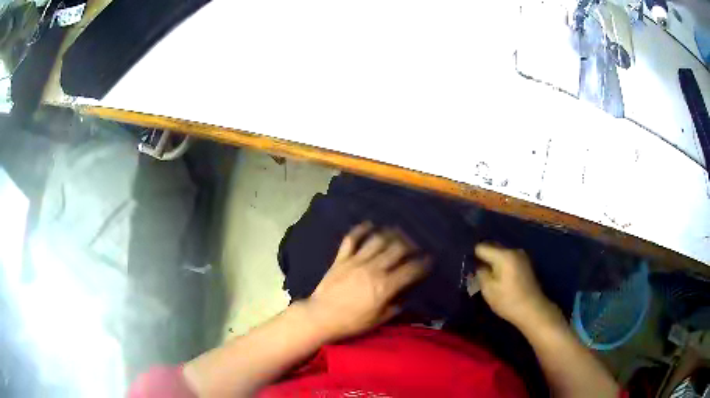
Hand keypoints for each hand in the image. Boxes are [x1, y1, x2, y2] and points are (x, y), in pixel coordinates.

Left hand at [304, 222, 430, 341]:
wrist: (321, 317)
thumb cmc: (351, 322)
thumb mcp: (378, 320)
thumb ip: (395, 306)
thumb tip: (405, 295)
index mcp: (385, 286)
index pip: (411, 270)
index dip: (423, 264)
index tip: (429, 260)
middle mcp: (373, 269)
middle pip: (398, 249)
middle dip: (411, 245)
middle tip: (415, 247)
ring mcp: (356, 261)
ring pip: (378, 240)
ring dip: (390, 234)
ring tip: (397, 233)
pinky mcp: (341, 258)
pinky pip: (352, 239)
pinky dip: (361, 229)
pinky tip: (369, 225)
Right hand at [474, 243, 558, 328]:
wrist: (533, 309)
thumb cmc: (508, 300)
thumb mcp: (488, 290)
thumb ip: (480, 273)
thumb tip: (478, 266)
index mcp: (503, 255)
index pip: (481, 247)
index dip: (473, 256)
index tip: (469, 266)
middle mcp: (514, 251)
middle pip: (493, 248)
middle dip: (484, 258)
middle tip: (476, 272)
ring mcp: (522, 256)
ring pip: (501, 254)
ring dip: (494, 262)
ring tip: (488, 277)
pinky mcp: (526, 264)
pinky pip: (509, 260)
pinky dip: (503, 266)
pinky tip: (501, 279)